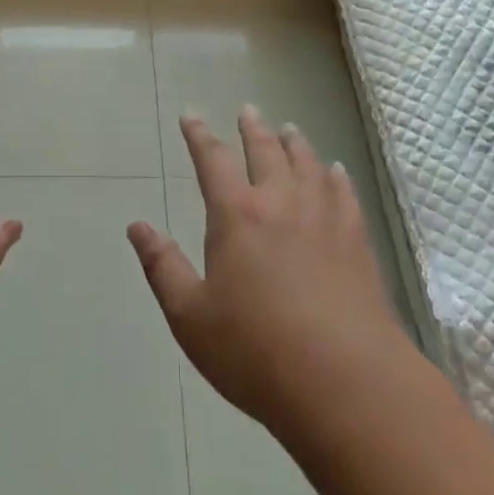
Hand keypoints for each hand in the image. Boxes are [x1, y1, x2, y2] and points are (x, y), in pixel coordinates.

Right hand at [129, 108, 402, 438]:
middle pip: (266, 151)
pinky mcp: (356, 242)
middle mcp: (280, 203)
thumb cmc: (256, 352)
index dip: (199, 135)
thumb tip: (137, 226)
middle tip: (248, 110)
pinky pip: (344, 194)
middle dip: (252, 129)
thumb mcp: (191, 316)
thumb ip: (163, 267)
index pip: (213, 160)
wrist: (346, 384)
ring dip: (295, 144)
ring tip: (289, 129)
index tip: (191, 115)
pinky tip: (335, 171)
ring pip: (307, 165)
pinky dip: (335, 176)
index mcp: (236, 215)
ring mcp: (323, 219)